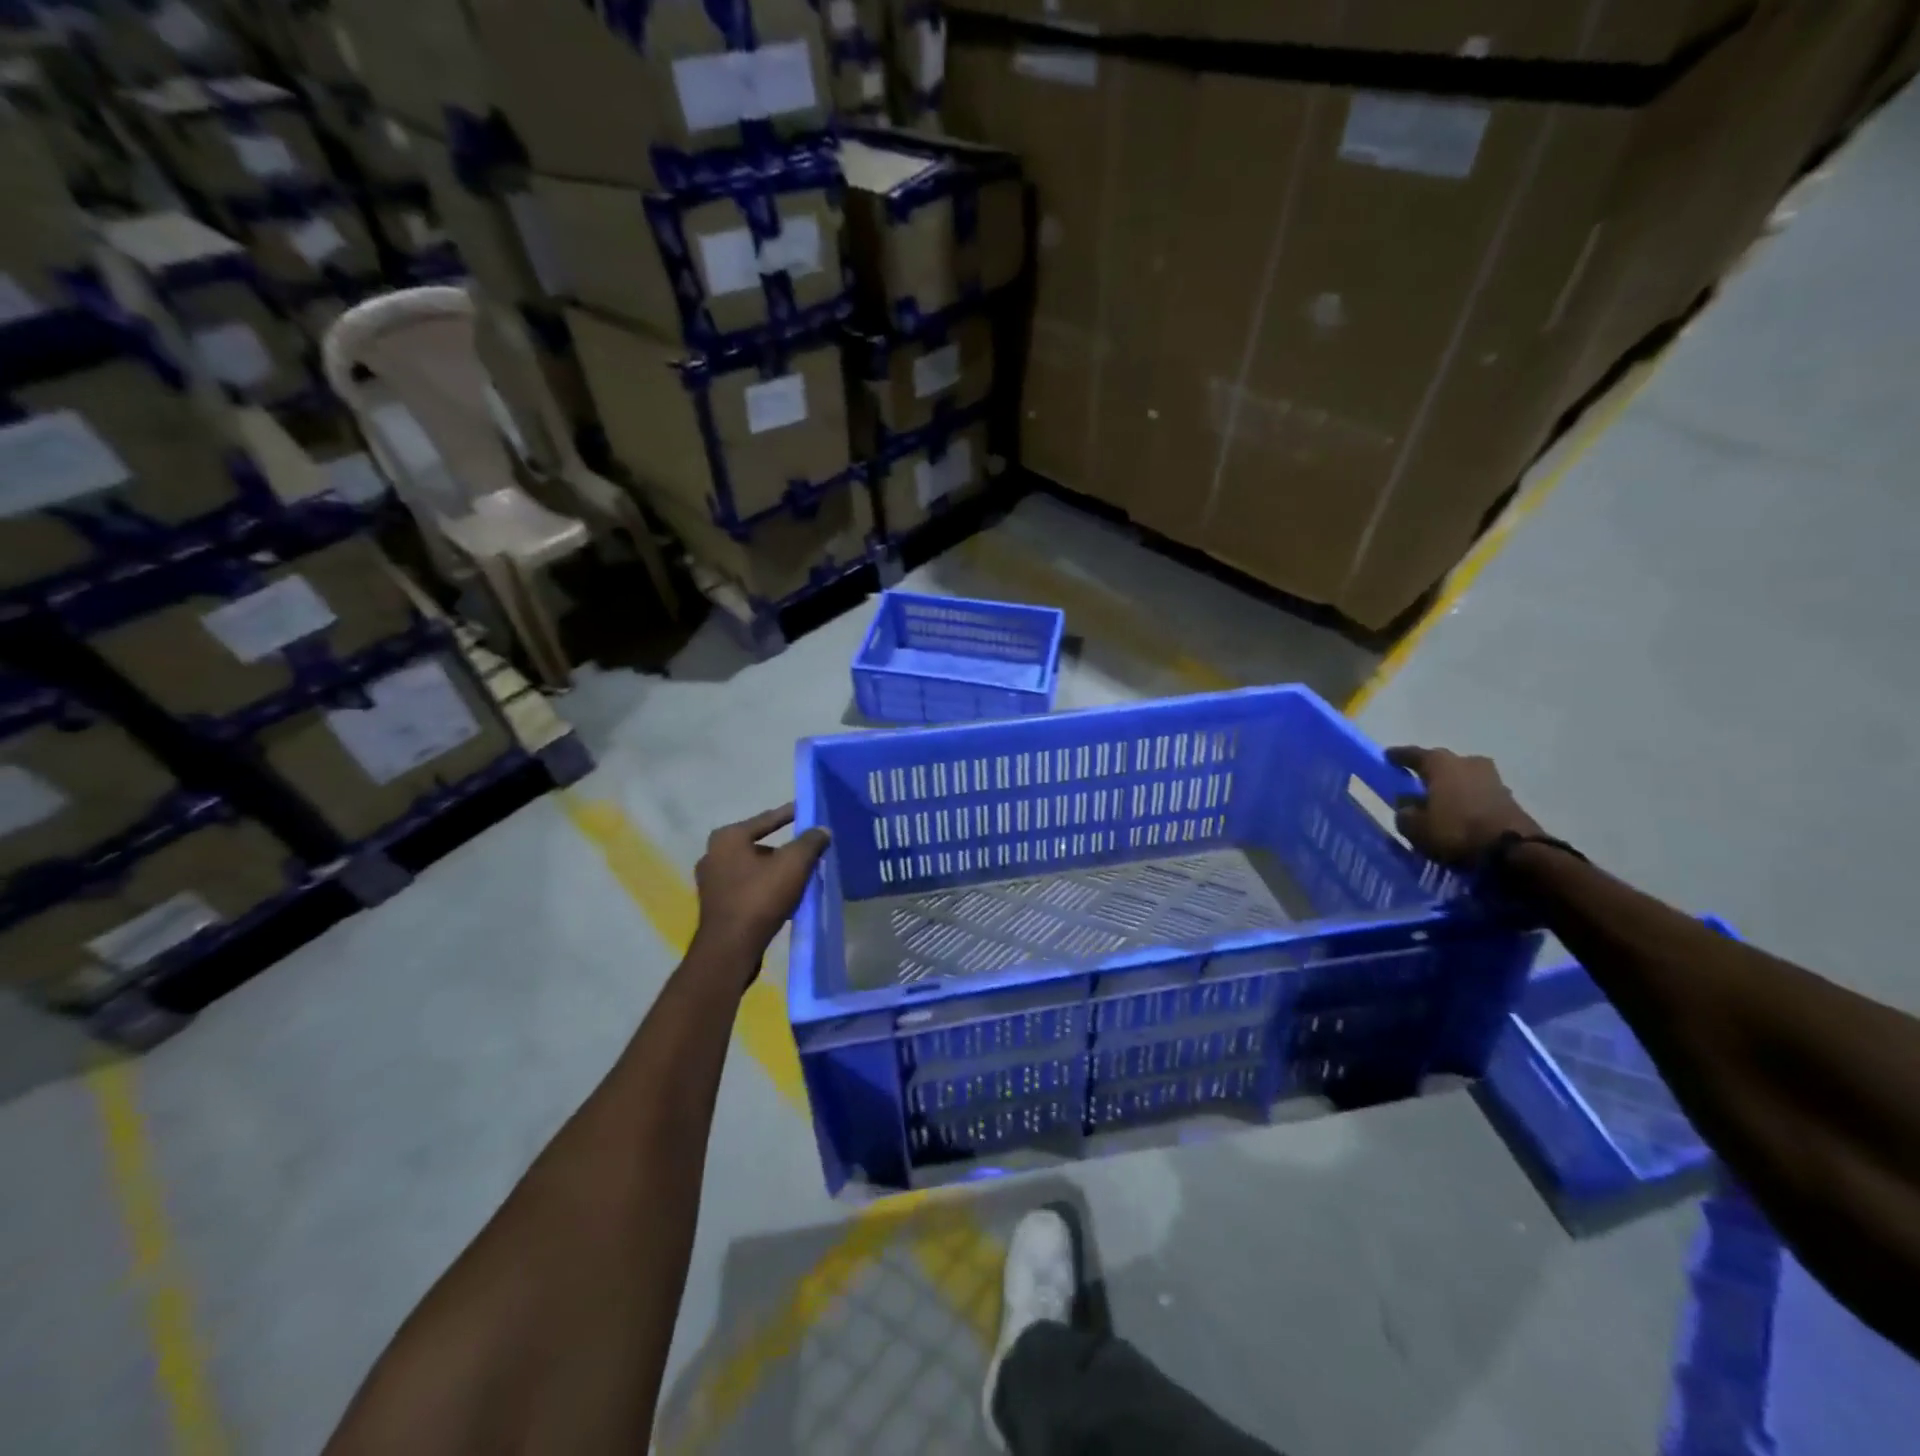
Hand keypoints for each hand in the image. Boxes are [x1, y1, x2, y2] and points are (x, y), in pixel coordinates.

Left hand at [689, 804, 830, 980]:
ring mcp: (712, 882)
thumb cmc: (760, 897)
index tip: (808, 810)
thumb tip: (822, 830)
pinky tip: (785, 897)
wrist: (730, 949)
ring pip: (753, 868)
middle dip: (785, 848)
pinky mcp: (716, 905)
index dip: (790, 814)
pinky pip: (748, 887)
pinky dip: (766, 887)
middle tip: (809, 850)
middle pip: (759, 845)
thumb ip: (810, 842)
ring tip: (801, 876)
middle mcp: (713, 854)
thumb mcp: (793, 864)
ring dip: (776, 870)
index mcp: (728, 837)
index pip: (767, 819)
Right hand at [1386, 746, 1542, 867]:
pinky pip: (1478, 794)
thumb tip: (1408, 807)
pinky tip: (1459, 814)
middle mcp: (1467, 763)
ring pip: (1464, 778)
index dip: (1398, 756)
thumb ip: (1405, 813)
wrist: (1515, 851)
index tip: (1388, 757)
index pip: (1414, 754)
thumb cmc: (1455, 831)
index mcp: (1441, 764)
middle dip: (1429, 772)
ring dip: (1452, 787)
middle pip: (1443, 763)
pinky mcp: (1509, 798)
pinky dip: (1467, 801)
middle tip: (1416, 782)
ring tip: (1439, 801)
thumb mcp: (1415, 828)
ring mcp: (1493, 779)